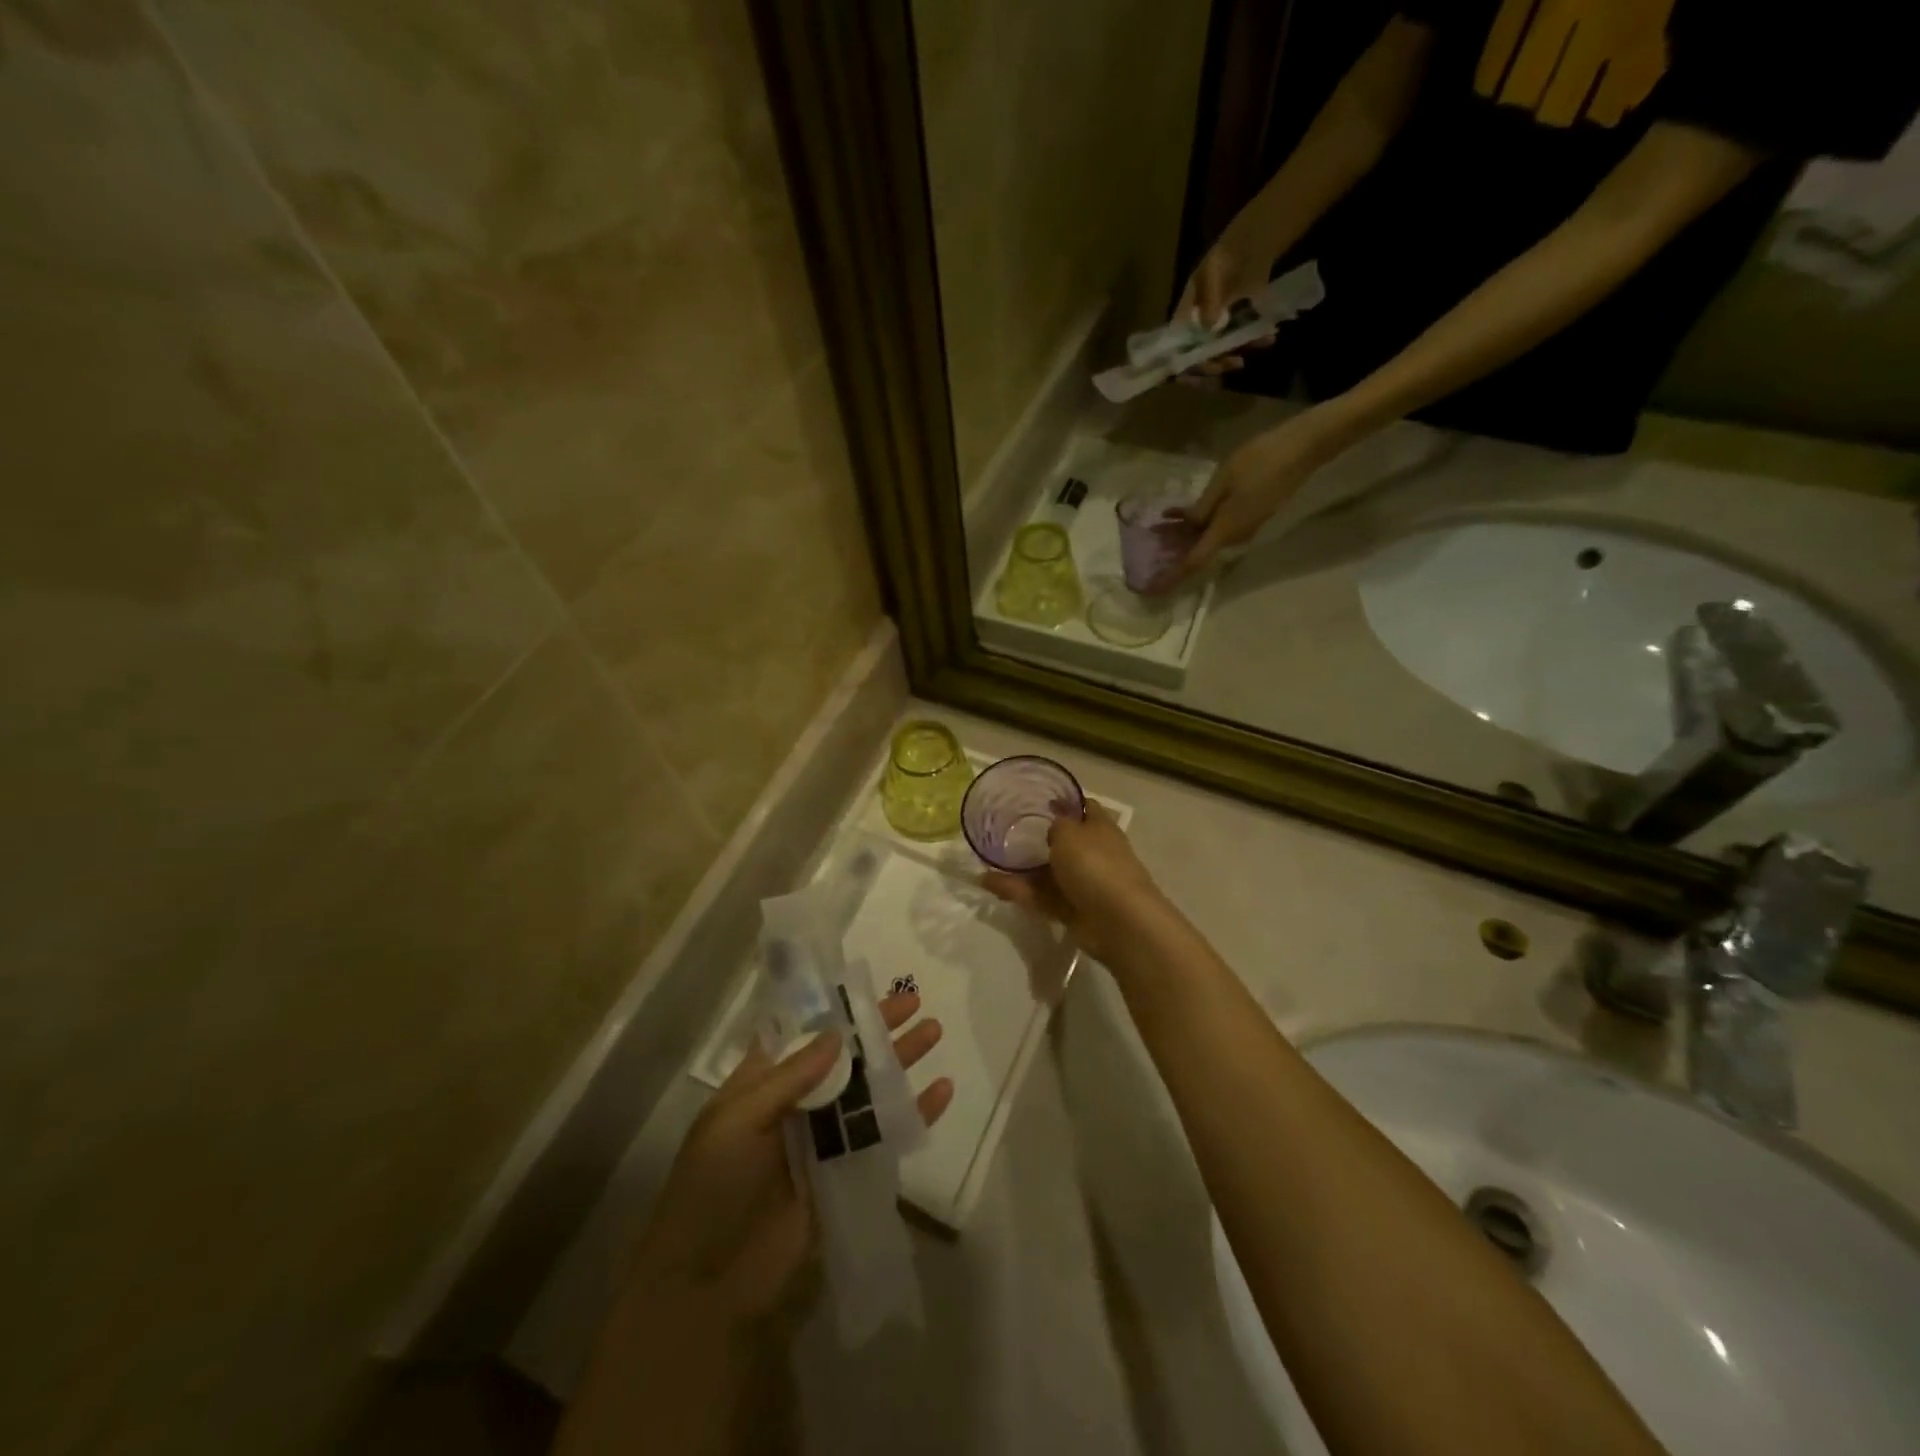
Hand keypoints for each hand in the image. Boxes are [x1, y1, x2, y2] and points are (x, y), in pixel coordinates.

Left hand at [625, 990, 951, 1323]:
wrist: (707, 1286)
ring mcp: (824, 1140)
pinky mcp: (847, 1173)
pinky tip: (941, 1091)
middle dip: (878, 1029)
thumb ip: (790, 1077)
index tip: (867, 986)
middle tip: (914, 1002)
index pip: (802, 1034)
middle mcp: (796, 1104)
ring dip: (900, 1061)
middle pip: (845, 1056)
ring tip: (933, 1032)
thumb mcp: (737, 1121)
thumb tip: (838, 1033)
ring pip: (869, 1089)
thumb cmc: (711, 1189)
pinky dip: (914, 1113)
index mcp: (762, 1084)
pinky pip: (885, 1135)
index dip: (833, 1010)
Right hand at [981, 803, 1167, 965]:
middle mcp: (1093, 854)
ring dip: (1020, 869)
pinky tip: (989, 884)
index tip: (1039, 800)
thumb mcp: (1070, 832)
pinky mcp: (1070, 910)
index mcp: (1100, 828)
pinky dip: (1017, 891)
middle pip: (1063, 843)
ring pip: (1047, 873)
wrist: (1118, 921)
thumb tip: (1053, 827)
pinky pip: (1040, 896)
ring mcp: (1083, 884)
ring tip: (987, 863)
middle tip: (1005, 833)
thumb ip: (1057, 825)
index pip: (1085, 808)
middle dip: (1037, 839)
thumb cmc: (1095, 864)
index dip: (1065, 802)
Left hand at [1163, 411, 1344, 587]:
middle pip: (1200, 553)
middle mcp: (1237, 536)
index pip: (1194, 562)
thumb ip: (1203, 508)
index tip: (1154, 589)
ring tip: (1160, 527)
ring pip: (1209, 539)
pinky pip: (1220, 528)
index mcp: (1226, 530)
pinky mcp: (1252, 516)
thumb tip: (1188, 529)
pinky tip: (1182, 514)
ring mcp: (1247, 527)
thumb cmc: (1260, 460)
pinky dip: (1200, 525)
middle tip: (1149, 548)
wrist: (1304, 448)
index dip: (1172, 577)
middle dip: (1174, 553)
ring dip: (1185, 537)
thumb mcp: (1223, 480)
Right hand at [1173, 231, 1278, 374]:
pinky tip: (1268, 337)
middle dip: (1216, 364)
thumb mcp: (1212, 274)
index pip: (1176, 351)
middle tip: (1236, 361)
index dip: (1186, 364)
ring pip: (1220, 355)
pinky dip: (1253, 343)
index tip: (1206, 367)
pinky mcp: (1236, 328)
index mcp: (1183, 319)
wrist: (1251, 244)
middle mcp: (1195, 330)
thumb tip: (1210, 328)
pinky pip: (1240, 343)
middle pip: (1198, 359)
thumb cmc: (1225, 257)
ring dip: (1238, 354)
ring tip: (1259, 344)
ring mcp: (1216, 331)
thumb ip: (1209, 300)